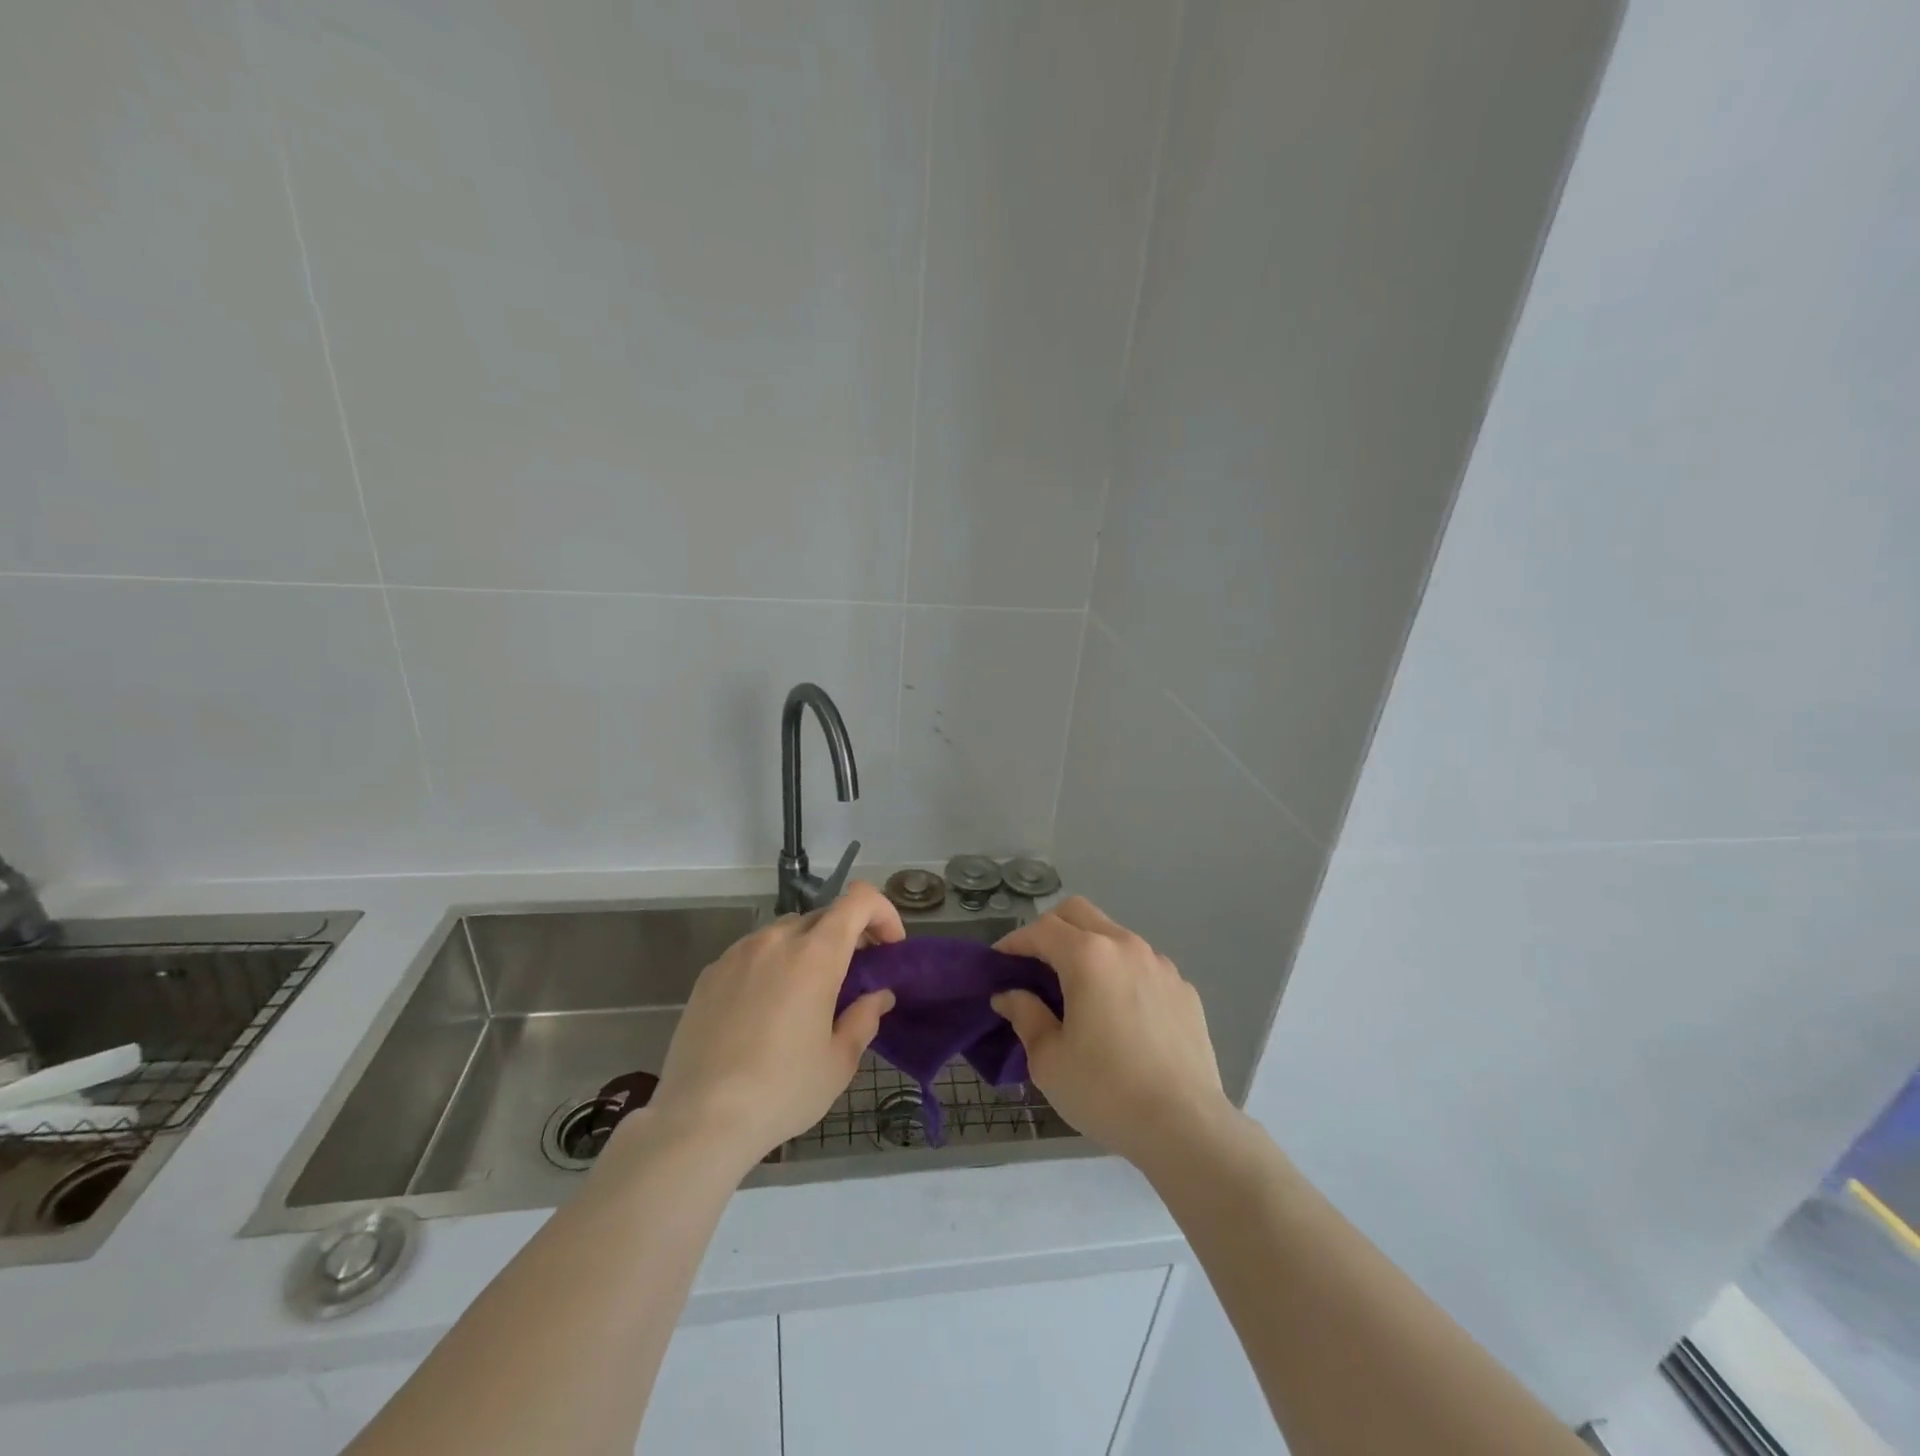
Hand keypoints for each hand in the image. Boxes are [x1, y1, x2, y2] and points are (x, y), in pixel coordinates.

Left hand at [645, 882, 902, 1172]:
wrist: (698, 1120)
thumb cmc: (781, 1091)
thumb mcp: (838, 1063)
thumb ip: (864, 1018)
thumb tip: (878, 996)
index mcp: (815, 955)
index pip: (858, 900)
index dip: (882, 913)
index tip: (889, 948)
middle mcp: (776, 940)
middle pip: (824, 916)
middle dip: (849, 936)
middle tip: (855, 976)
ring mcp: (738, 953)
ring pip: (786, 932)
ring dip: (808, 949)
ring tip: (808, 995)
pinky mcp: (710, 973)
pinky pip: (753, 953)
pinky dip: (773, 965)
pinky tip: (767, 1009)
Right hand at [993, 897, 1234, 1171]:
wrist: (1186, 1127)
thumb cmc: (1106, 1091)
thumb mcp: (1049, 1060)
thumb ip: (1025, 1016)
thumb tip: (1010, 995)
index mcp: (1089, 957)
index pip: (1042, 929)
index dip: (1014, 942)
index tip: (999, 963)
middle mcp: (1126, 947)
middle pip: (1079, 913)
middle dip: (1050, 929)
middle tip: (1034, 965)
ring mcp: (1161, 965)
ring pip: (1114, 935)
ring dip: (1088, 948)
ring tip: (1078, 990)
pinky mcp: (1184, 990)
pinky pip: (1143, 965)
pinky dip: (1121, 973)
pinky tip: (1120, 1014)